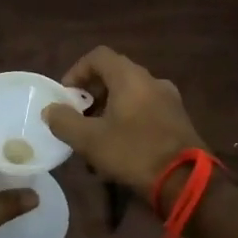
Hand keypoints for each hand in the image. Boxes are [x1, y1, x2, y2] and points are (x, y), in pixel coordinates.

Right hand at [42, 46, 209, 200]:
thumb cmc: (134, 152)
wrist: (186, 182)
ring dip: (109, 109)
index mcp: (130, 77)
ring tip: (96, 137)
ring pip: (131, 94)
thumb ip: (64, 121)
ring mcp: (169, 100)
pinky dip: (128, 119)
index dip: (77, 71)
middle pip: (115, 75)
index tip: (66, 95)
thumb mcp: (90, 140)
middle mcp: (152, 81)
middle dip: (92, 93)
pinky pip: (146, 110)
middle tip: (78, 117)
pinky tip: (120, 147)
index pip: (98, 56)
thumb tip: (50, 110)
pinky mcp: (178, 120)